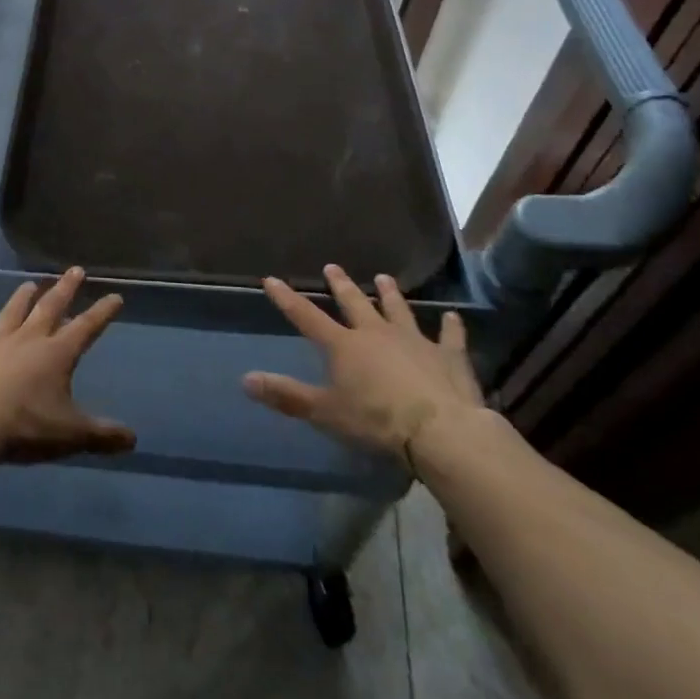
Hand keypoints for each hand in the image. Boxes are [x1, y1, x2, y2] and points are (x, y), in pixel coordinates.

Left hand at [0, 268, 135, 466]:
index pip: (86, 327)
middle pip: (49, 307)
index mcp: (56, 354)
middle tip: (74, 270)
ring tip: (29, 284)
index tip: (115, 295)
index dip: (102, 312)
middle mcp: (27, 340)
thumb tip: (133, 439)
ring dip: (21, 298)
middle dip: (65, 289)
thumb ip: (102, 436)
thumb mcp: (71, 436)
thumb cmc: (25, 427)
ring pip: (11, 313)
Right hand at [243, 264, 484, 464]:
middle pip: (355, 303)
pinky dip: (451, 327)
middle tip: (332, 267)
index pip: (307, 317)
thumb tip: (245, 380)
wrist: (441, 431)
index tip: (272, 279)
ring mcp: (414, 341)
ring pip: (398, 310)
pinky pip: (449, 337)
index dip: (287, 298)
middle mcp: (376, 333)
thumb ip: (287, 395)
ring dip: (390, 295)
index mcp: (344, 346)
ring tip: (383, 278)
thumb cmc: (376, 422)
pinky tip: (454, 317)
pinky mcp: (448, 357)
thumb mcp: (325, 412)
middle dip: (341, 285)